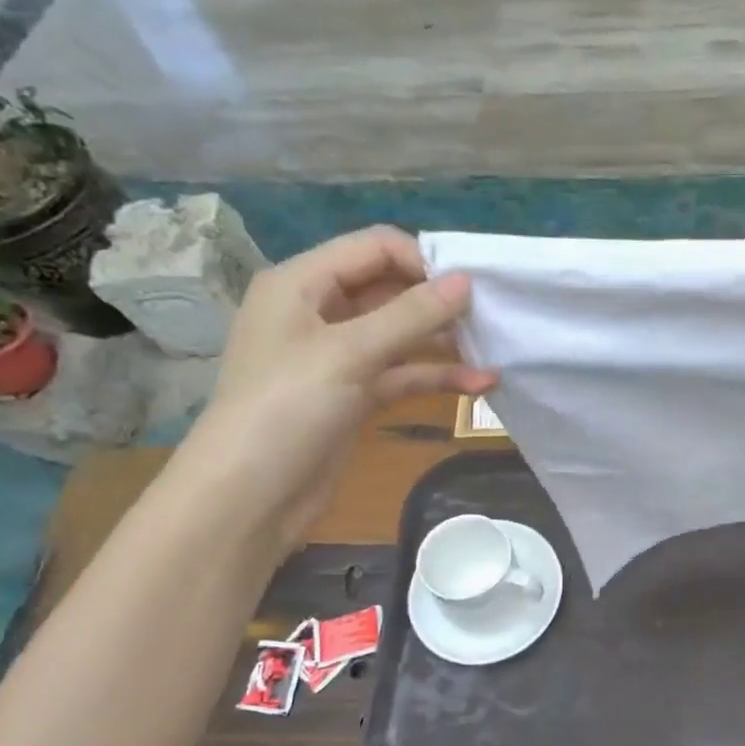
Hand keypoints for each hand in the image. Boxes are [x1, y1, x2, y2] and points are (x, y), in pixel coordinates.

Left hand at [172, 227, 496, 552]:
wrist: (250, 497)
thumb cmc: (288, 409)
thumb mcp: (350, 354)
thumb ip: (411, 315)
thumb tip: (466, 281)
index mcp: (302, 283)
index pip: (373, 248)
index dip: (422, 261)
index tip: (468, 289)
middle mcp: (318, 312)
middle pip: (390, 289)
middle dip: (438, 302)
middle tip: (489, 318)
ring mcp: (338, 357)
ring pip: (401, 335)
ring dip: (444, 341)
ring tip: (493, 349)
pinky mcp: (355, 395)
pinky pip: (402, 374)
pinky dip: (436, 377)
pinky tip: (480, 384)